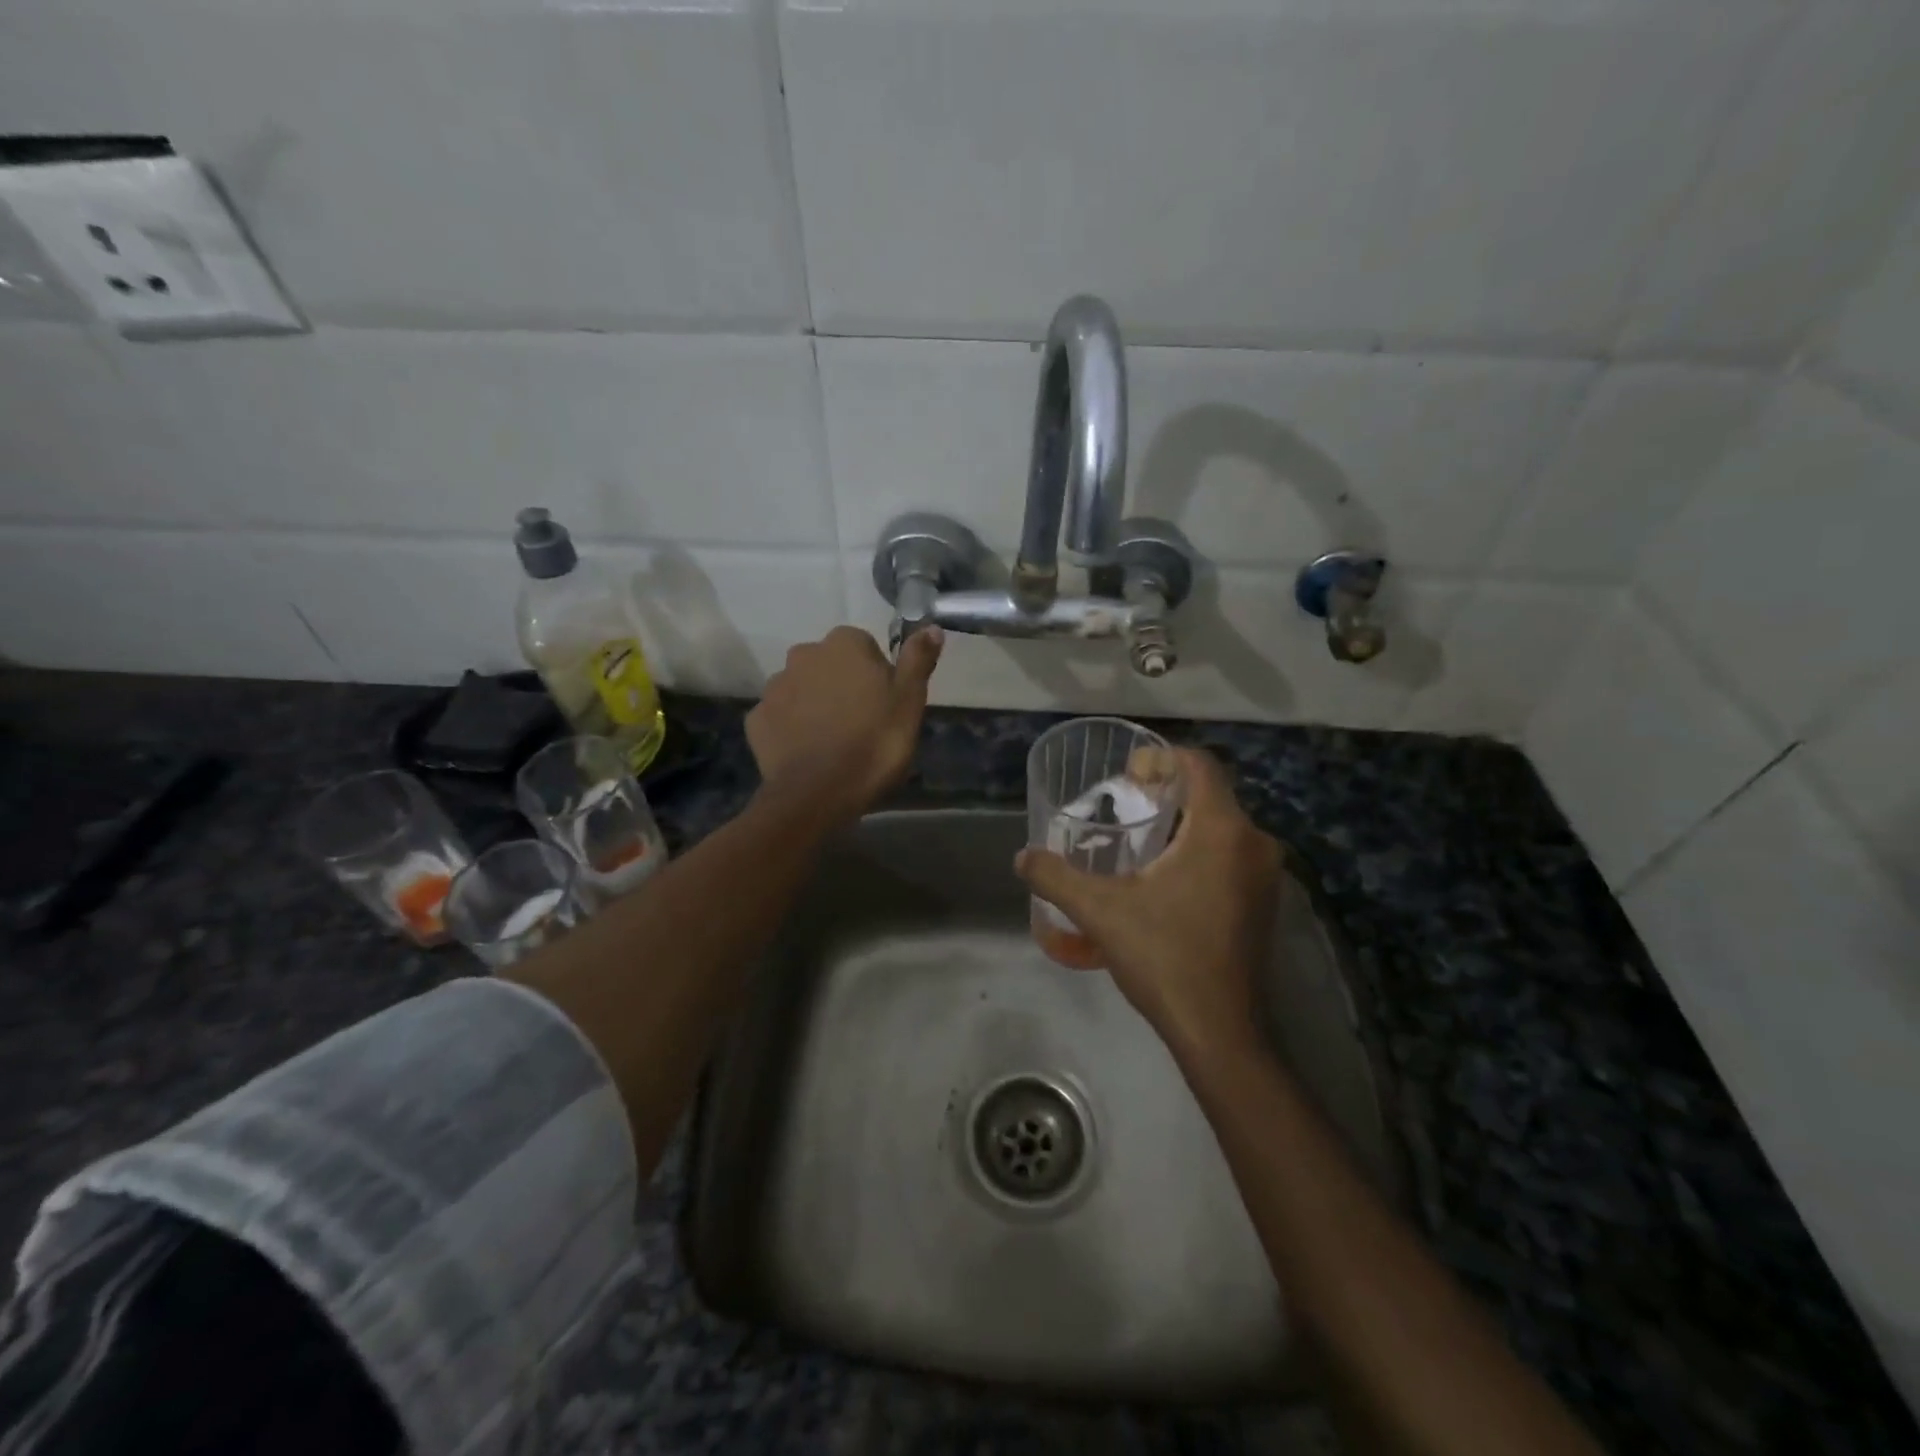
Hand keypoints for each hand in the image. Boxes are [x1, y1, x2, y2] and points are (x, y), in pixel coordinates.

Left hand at [747, 626, 942, 824]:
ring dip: (816, 705)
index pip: (865, 648)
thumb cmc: (874, 744)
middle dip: (843, 686)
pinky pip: (780, 716)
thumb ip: (917, 660)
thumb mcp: (909, 702)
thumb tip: (930, 627)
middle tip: (862, 724)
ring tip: (834, 742)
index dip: (877, 676)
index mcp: (844, 644)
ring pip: (803, 689)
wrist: (817, 794)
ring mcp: (775, 686)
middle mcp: (803, 654)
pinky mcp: (756, 719)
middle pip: (830, 665)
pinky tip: (808, 752)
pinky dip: (792, 728)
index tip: (885, 705)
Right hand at [1015, 747, 1280, 1054]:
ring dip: (1184, 822)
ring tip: (1139, 839)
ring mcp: (1266, 875)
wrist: (1219, 1030)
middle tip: (1124, 804)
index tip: (1127, 773)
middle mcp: (1254, 843)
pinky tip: (1165, 877)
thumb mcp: (1100, 912)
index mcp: (1222, 831)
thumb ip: (1056, 877)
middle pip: (1210, 793)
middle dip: (1167, 791)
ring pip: (1222, 826)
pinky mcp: (1265, 902)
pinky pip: (1232, 854)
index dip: (1162, 757)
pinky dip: (1201, 849)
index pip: (1200, 764)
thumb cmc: (1164, 958)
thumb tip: (1021, 857)